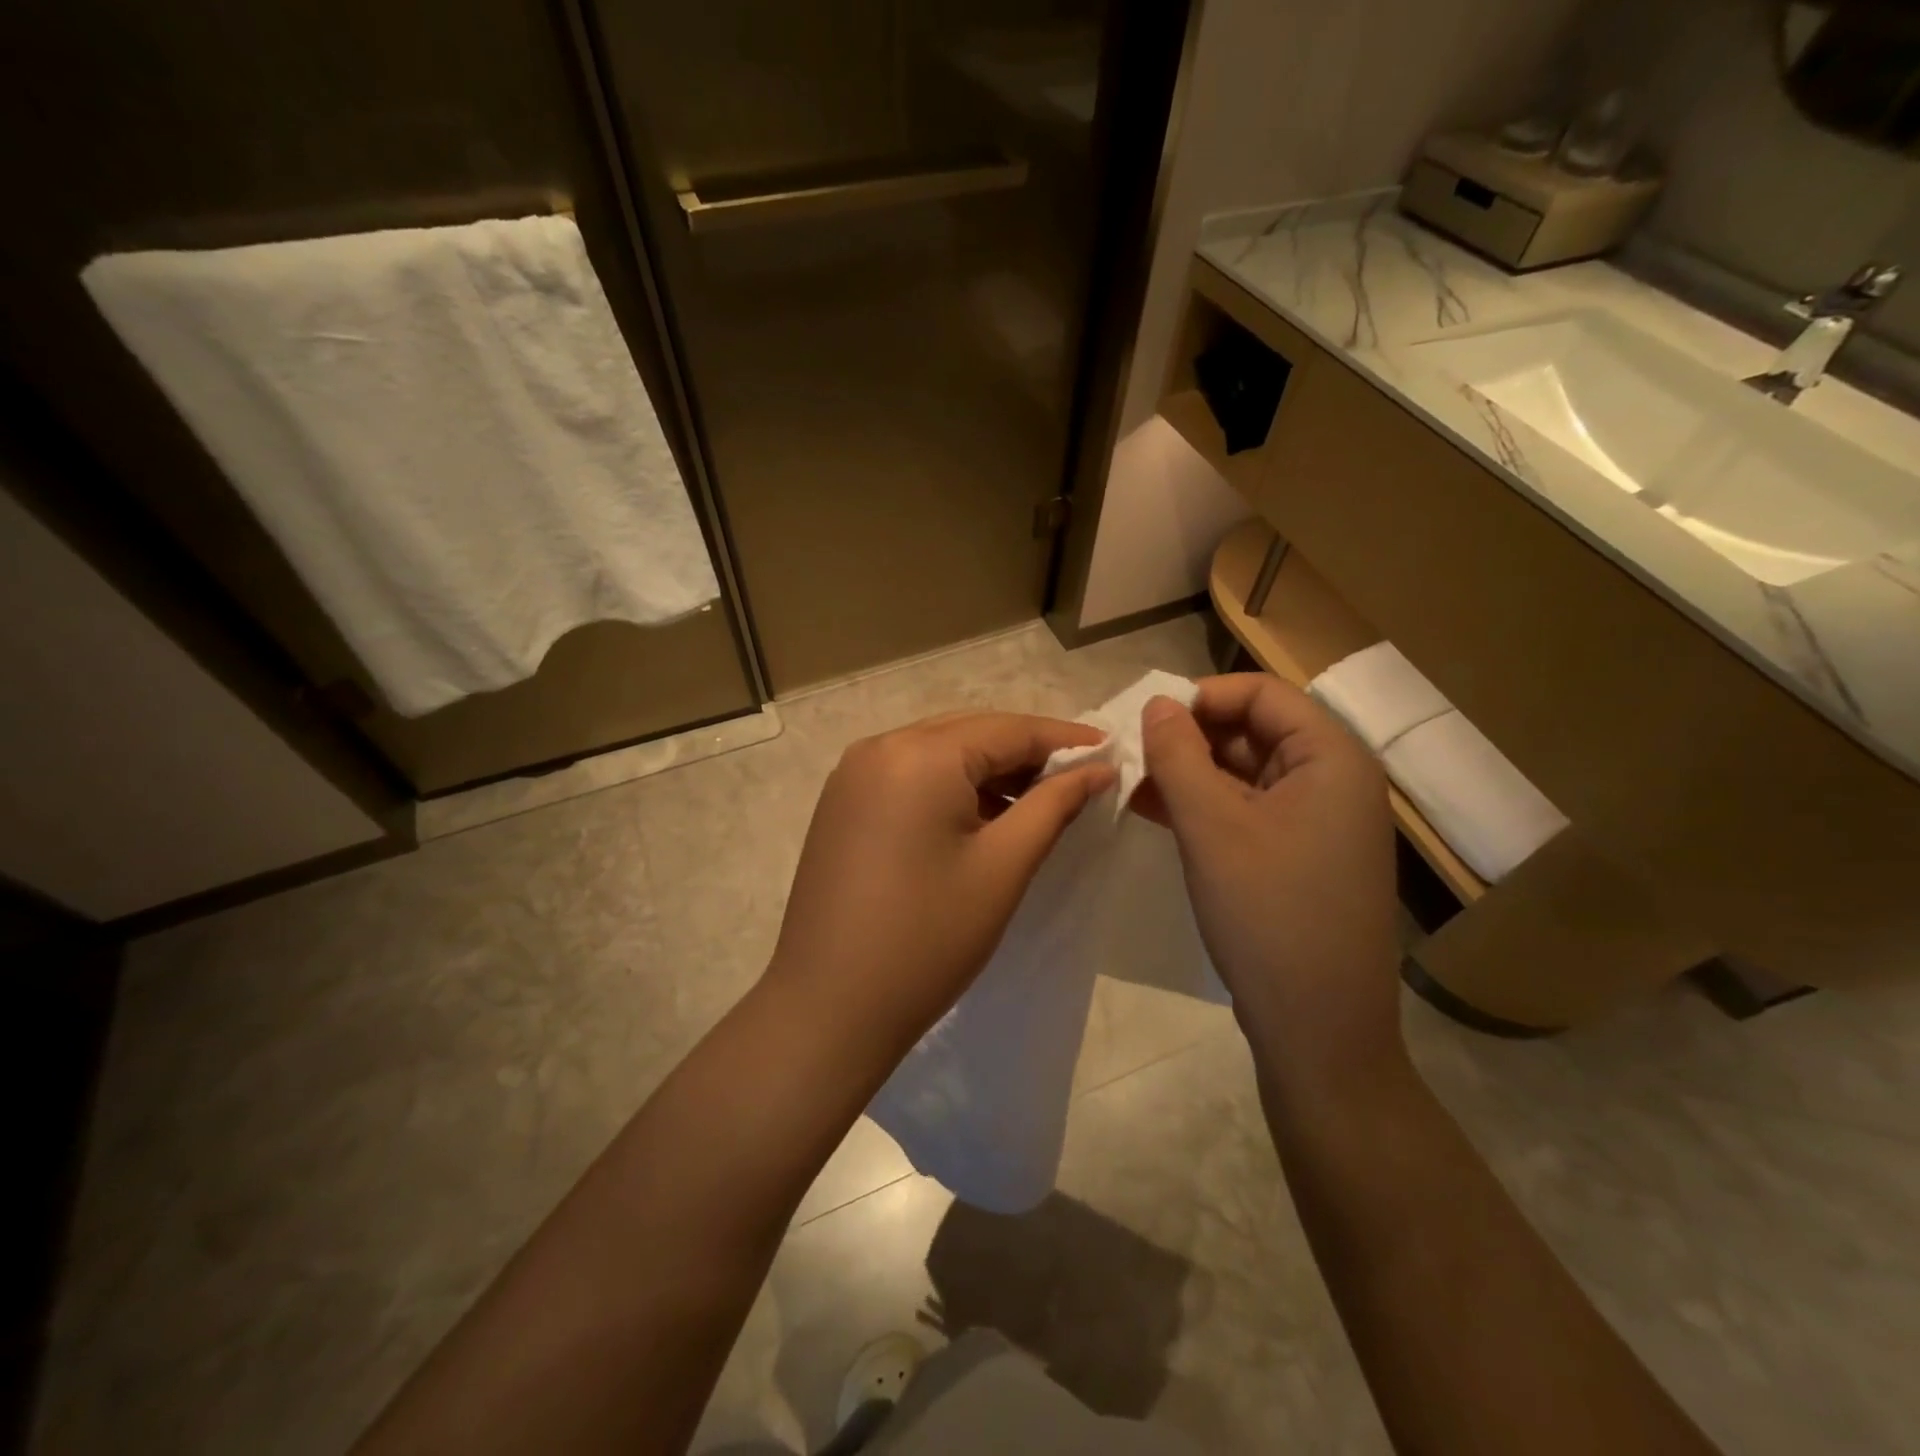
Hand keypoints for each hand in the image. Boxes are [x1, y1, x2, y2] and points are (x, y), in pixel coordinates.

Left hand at [767, 712, 1115, 1054]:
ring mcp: (852, 776)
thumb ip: (1054, 805)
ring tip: (1036, 804)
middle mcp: (879, 748)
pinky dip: (949, 788)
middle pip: (970, 733)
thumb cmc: (928, 938)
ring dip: (987, 772)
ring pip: (938, 754)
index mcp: (919, 754)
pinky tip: (979, 819)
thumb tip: (1098, 768)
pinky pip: (908, 777)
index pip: (1007, 729)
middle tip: (1078, 779)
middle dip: (1025, 753)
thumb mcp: (1003, 867)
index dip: (1063, 739)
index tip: (1109, 751)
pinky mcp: (842, 805)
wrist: (829, 1007)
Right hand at [1136, 675, 1402, 1089]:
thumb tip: (1156, 702)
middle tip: (1132, 760)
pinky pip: (1248, 811)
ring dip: (1189, 775)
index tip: (1147, 725)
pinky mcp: (1300, 857)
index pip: (1261, 693)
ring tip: (1133, 788)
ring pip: (1244, 774)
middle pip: (1253, 731)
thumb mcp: (1211, 827)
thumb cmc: (1268, 914)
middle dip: (1189, 739)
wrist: (1318, 1030)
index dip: (1201, 698)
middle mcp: (1334, 781)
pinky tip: (1157, 815)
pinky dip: (1205, 808)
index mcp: (1332, 758)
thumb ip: (1177, 755)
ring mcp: (1319, 822)